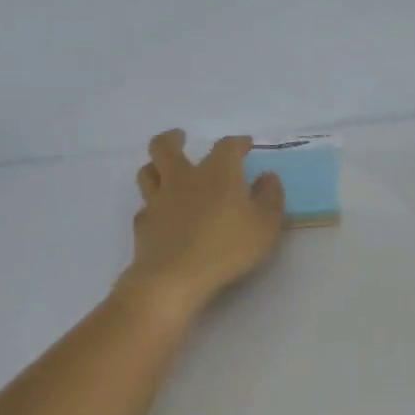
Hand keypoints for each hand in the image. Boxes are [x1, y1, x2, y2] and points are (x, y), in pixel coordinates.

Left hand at [118, 130, 284, 321]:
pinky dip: (152, 205)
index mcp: (217, 173)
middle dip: (173, 138)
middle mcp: (183, 179)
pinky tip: (160, 213)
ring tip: (163, 169)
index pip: (226, 146)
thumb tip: (267, 177)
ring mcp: (158, 201)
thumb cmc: (227, 247)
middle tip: (180, 137)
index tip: (245, 144)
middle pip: (166, 147)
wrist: (175, 277)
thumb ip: (270, 197)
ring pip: (147, 172)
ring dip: (155, 166)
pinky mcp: (144, 225)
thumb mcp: (265, 224)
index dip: (237, 142)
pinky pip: (145, 206)